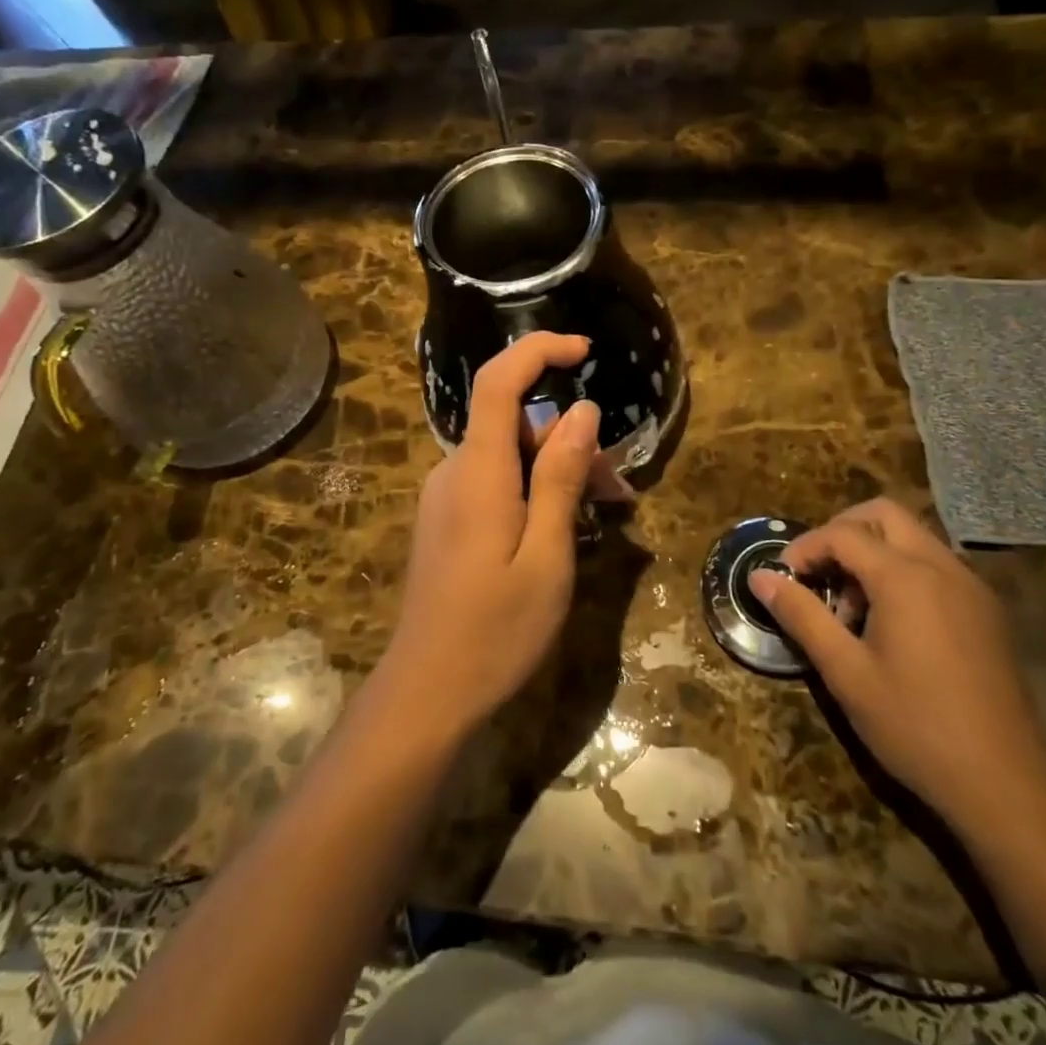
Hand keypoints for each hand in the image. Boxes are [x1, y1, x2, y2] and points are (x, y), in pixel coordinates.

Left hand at [384, 333, 603, 731]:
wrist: (425, 694)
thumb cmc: (495, 631)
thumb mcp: (547, 555)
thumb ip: (561, 478)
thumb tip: (581, 412)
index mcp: (478, 472)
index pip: (498, 382)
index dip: (538, 351)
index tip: (583, 350)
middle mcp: (454, 472)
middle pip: (515, 427)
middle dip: (571, 442)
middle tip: (619, 491)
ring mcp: (446, 498)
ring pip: (510, 459)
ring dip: (558, 473)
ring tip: (606, 515)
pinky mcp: (446, 522)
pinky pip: (495, 485)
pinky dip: (534, 492)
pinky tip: (563, 530)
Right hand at [750, 498, 1045, 827]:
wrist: (1007, 784)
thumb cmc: (915, 725)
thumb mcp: (845, 673)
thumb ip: (802, 615)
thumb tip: (760, 577)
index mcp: (905, 576)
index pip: (843, 533)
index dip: (805, 548)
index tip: (783, 578)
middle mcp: (941, 566)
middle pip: (883, 515)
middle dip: (841, 532)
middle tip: (817, 573)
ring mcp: (970, 586)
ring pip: (912, 537)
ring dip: (873, 552)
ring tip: (851, 607)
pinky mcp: (986, 610)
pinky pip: (935, 564)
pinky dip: (903, 570)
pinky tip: (892, 623)